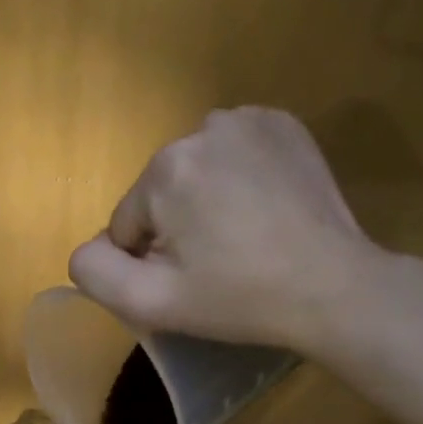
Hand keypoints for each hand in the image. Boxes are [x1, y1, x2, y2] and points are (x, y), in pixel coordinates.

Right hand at [68, 107, 381, 352]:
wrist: (332, 288)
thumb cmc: (237, 298)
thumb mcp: (150, 302)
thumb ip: (94, 272)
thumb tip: (90, 247)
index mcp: (164, 169)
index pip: (128, 225)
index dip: (150, 260)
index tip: (191, 280)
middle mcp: (201, 127)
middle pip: (161, 194)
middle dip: (177, 227)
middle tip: (219, 262)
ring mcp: (248, 120)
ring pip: (195, 172)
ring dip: (205, 200)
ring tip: (244, 236)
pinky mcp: (283, 124)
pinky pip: (233, 153)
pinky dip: (238, 177)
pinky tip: (262, 208)